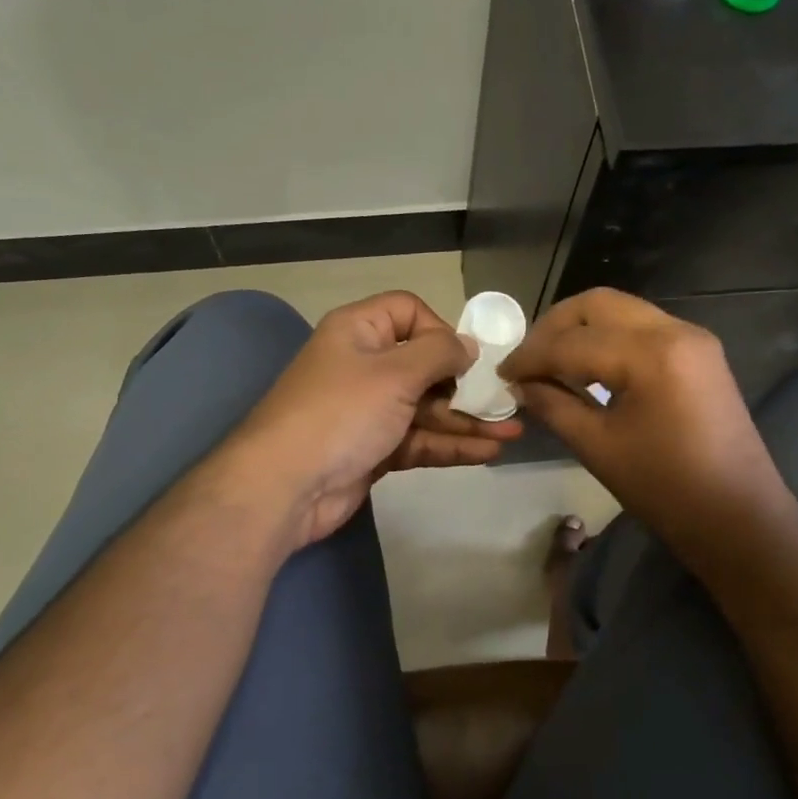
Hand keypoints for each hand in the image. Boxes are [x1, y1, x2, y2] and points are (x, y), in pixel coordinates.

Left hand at [224, 292, 522, 547]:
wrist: (285, 487)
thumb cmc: (341, 413)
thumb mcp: (394, 372)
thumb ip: (439, 354)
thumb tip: (468, 346)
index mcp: (359, 331)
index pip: (409, 311)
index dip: (439, 329)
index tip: (462, 359)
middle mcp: (364, 366)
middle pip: (424, 364)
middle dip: (465, 383)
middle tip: (505, 401)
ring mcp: (369, 411)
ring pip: (427, 407)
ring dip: (467, 419)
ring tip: (513, 431)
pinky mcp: (374, 450)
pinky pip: (419, 439)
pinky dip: (451, 444)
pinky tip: (489, 452)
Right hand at [499, 288, 795, 562]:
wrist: (739, 519)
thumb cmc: (666, 490)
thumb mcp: (598, 447)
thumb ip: (554, 405)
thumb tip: (520, 385)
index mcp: (651, 355)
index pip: (573, 342)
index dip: (531, 356)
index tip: (502, 373)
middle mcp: (675, 331)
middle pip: (598, 304)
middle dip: (555, 326)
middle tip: (527, 359)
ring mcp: (692, 338)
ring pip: (622, 311)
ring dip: (582, 329)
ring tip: (551, 362)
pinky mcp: (699, 352)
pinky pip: (643, 328)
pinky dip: (609, 339)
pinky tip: (587, 367)